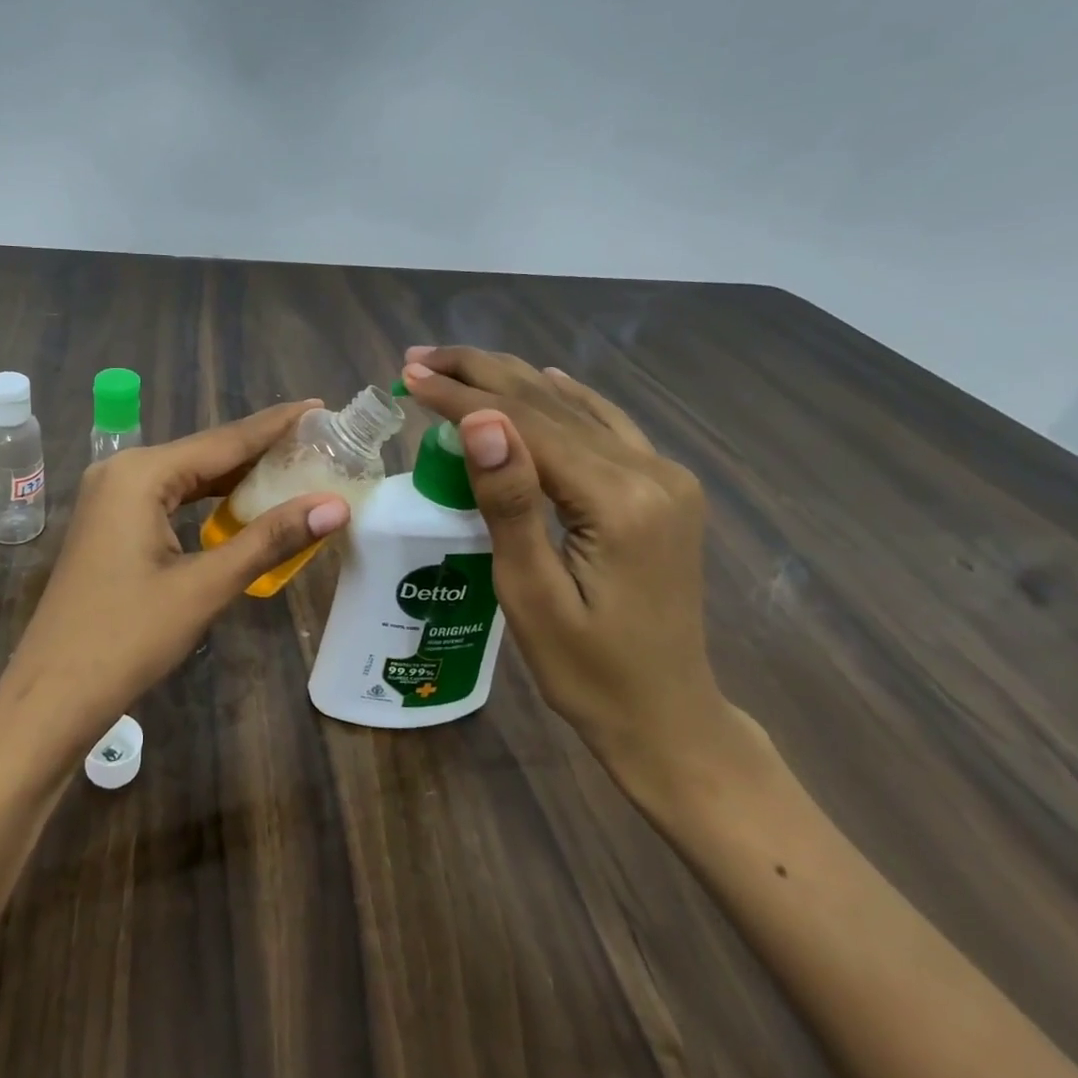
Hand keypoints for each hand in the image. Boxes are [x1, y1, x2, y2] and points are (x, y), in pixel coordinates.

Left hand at [0, 401, 350, 765]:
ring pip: (189, 475)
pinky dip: (209, 498)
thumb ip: (270, 539)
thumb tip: (336, 506)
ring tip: (293, 465)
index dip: (277, 425)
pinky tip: (243, 502)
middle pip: (206, 452)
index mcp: (141, 473)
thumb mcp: (204, 586)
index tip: (321, 407)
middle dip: (262, 448)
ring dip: (237, 475)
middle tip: (319, 441)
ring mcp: (111, 496)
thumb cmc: (127, 638)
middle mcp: (123, 470)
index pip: (225, 440)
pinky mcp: (111, 522)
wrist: (52, 696)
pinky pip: (171, 497)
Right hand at [399, 346, 753, 795]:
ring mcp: (663, 477)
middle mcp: (650, 473)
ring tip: (456, 364)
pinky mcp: (664, 489)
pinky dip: (566, 399)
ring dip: (511, 381)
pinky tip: (544, 379)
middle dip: (479, 375)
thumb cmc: (586, 671)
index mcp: (618, 500)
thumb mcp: (531, 595)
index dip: (461, 396)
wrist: (668, 719)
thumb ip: (508, 501)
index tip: (409, 375)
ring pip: (575, 409)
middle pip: (549, 404)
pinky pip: (607, 426)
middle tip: (419, 359)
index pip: (524, 425)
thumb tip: (480, 420)